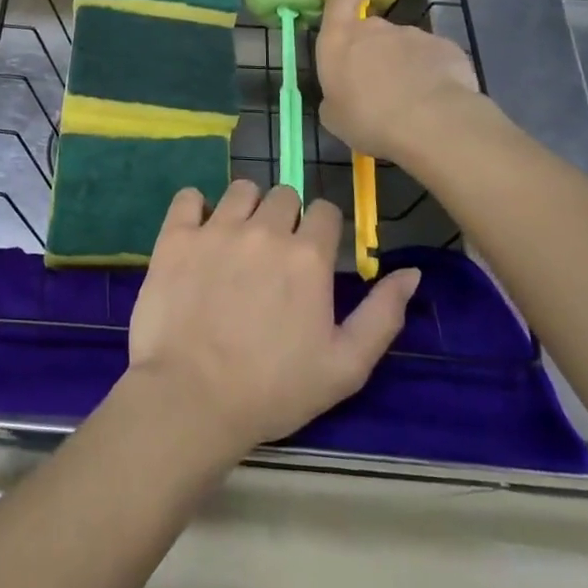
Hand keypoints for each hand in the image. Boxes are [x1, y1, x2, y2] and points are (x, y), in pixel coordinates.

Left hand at [126, 181, 420, 457]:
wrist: (192, 398)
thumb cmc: (274, 390)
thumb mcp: (346, 366)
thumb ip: (383, 314)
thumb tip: (411, 273)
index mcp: (308, 256)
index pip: (326, 211)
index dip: (323, 231)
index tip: (313, 257)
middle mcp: (265, 230)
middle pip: (284, 196)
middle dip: (286, 218)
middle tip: (273, 256)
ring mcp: (216, 229)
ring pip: (241, 189)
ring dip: (246, 208)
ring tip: (237, 242)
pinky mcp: (176, 236)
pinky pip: (189, 197)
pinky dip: (195, 208)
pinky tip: (198, 233)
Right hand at [316, 0, 486, 163]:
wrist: (430, 122)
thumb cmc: (368, 119)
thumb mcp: (334, 117)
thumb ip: (335, 97)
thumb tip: (343, 95)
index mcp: (339, 40)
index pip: (340, 0)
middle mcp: (375, 29)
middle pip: (373, 29)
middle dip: (375, 49)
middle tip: (378, 82)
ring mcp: (413, 35)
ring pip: (405, 46)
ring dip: (404, 64)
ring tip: (410, 98)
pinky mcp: (446, 47)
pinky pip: (433, 58)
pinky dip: (432, 73)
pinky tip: (435, 99)